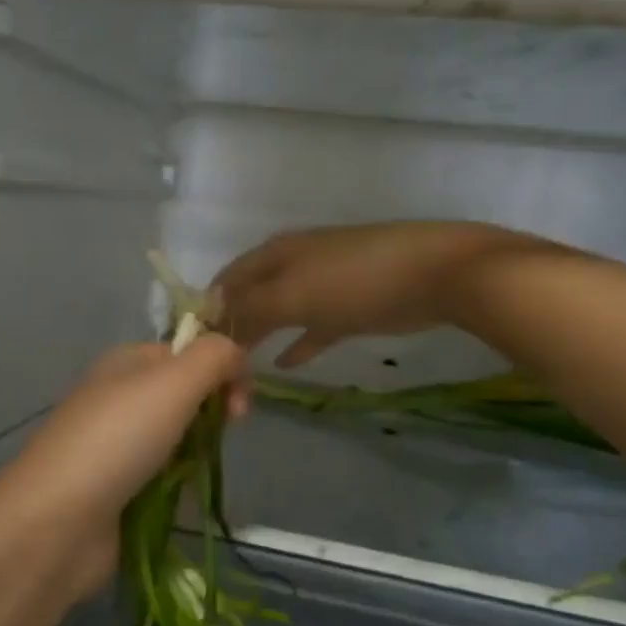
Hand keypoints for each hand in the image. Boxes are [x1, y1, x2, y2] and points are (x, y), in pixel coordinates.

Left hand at [0, 337, 248, 600]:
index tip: (240, 406)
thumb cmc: (118, 440)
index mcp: (127, 363)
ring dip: (196, 454)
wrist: (58, 522)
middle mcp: (119, 398)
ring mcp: (116, 446)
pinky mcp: (117, 490)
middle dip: (211, 415)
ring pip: (177, 439)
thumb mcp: (173, 381)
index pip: (188, 353)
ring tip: (194, 473)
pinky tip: (179, 499)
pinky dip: (177, 486)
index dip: (222, 371)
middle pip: (185, 396)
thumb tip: (236, 357)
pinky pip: (162, 478)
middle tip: (220, 436)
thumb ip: (214, 357)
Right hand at [215, 222, 508, 366]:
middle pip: (250, 298)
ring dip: (260, 339)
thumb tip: (212, 321)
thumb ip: (249, 308)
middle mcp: (292, 265)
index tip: (190, 349)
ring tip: (240, 370)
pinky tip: (284, 365)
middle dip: (232, 330)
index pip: (226, 282)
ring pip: (279, 314)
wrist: (435, 273)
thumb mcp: (293, 294)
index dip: (206, 311)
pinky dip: (297, 344)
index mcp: (274, 255)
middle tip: (214, 368)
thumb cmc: (355, 281)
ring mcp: (323, 285)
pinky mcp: (350, 307)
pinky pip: (312, 328)